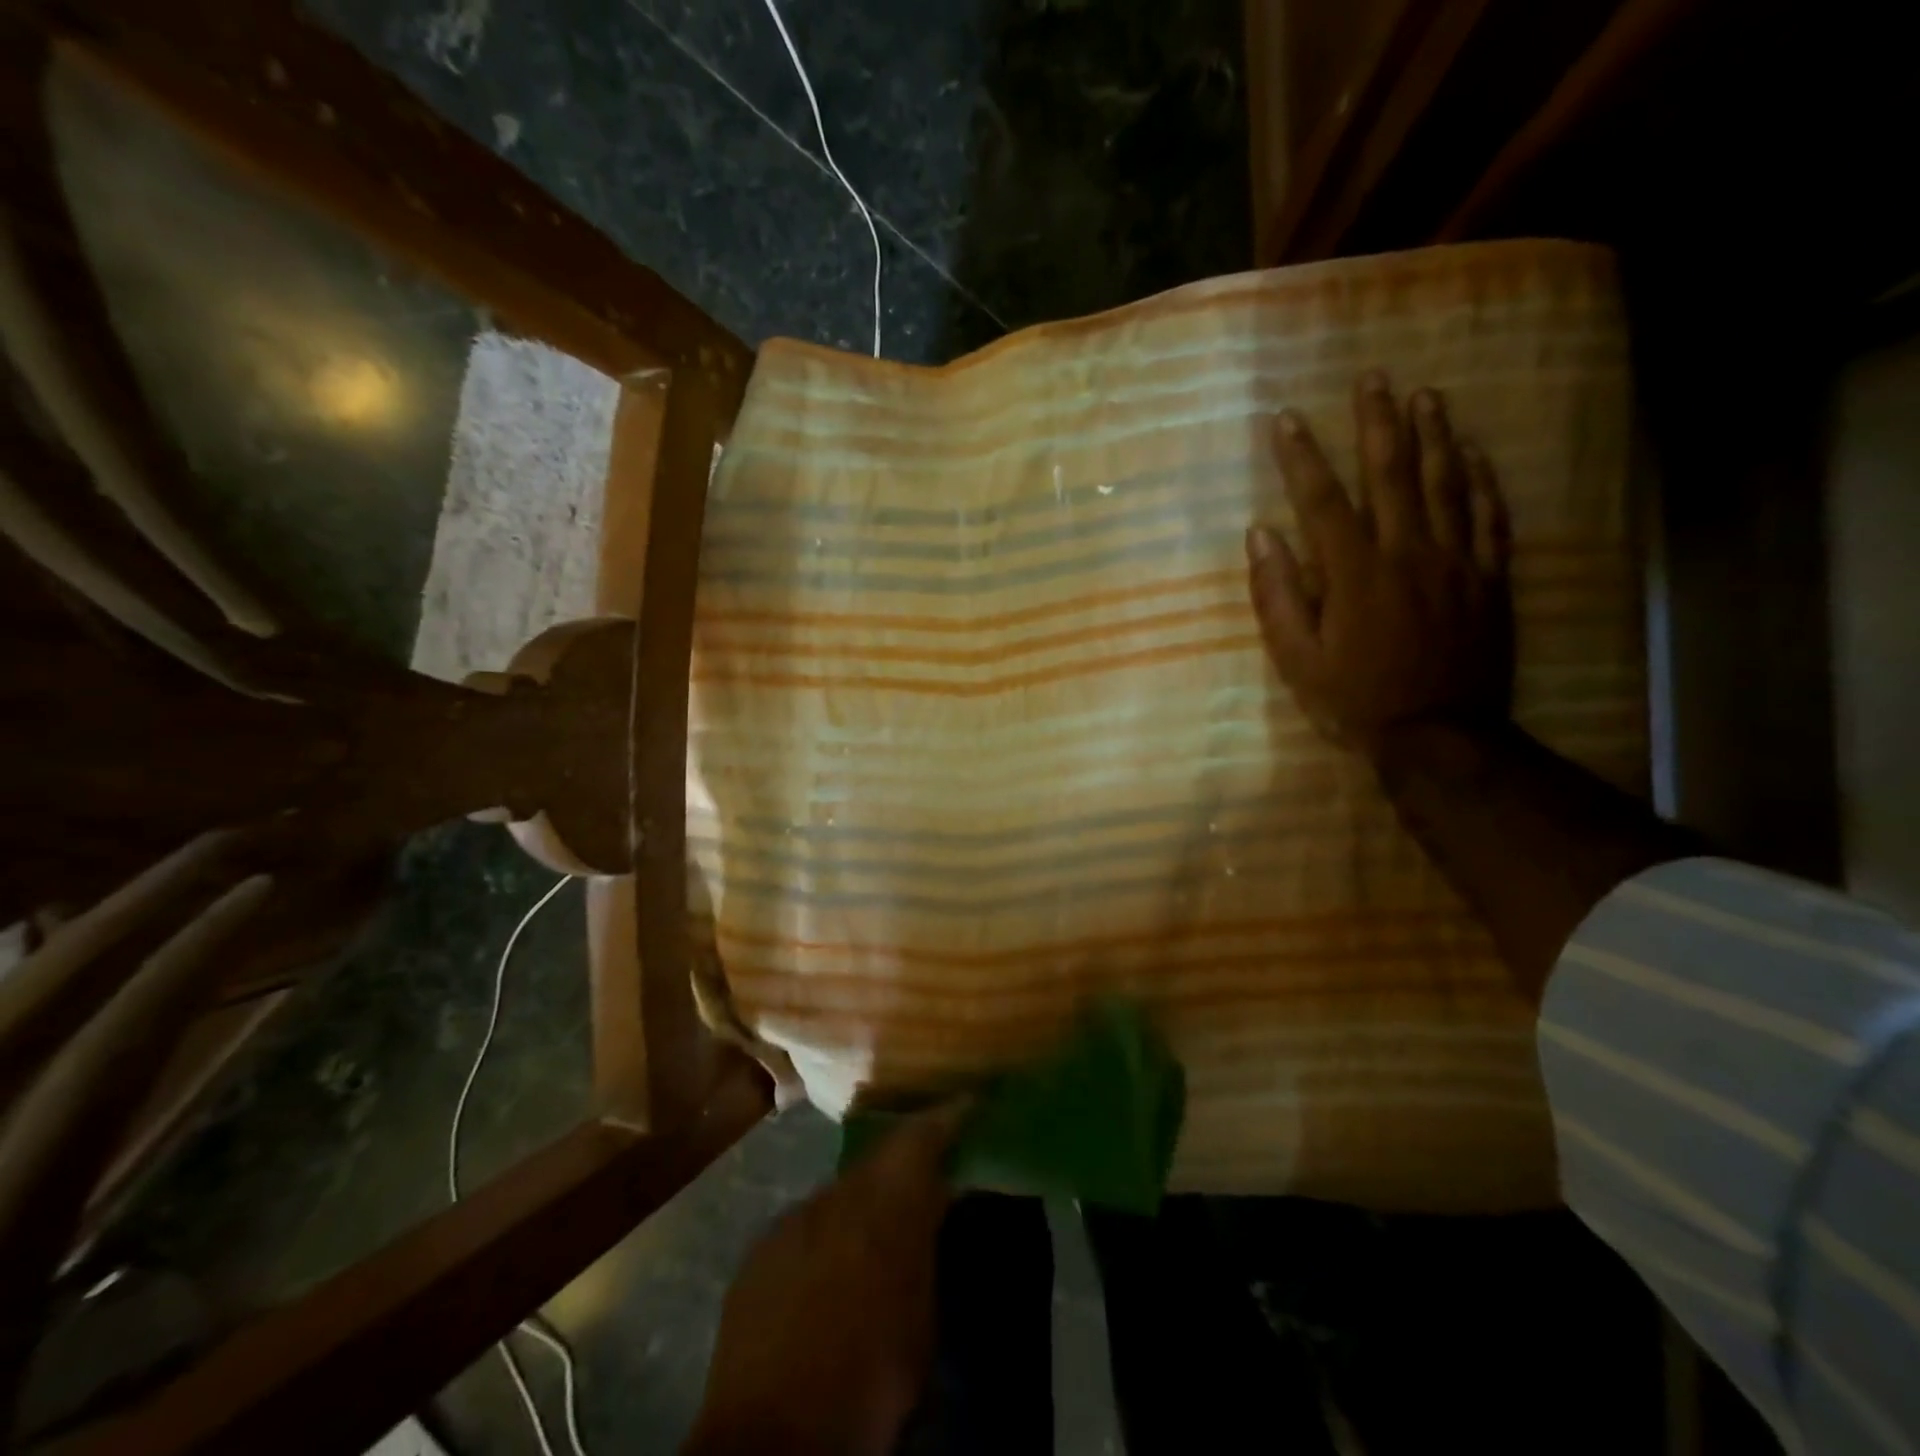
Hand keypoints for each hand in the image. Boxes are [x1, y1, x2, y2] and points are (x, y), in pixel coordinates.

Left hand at [684, 1105, 965, 1455]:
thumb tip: (938, 1203)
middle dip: (905, 1162)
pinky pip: (807, 1221)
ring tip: (879, 1230)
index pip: (919, 1138)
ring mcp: (792, 1217)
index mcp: (882, 1206)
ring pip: (840, 1190)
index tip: (970, 1103)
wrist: (771, 1440)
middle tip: (929, 1176)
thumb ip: (927, 1246)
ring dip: (864, 1200)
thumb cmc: (867, 1382)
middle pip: (878, 1159)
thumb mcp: (921, 1317)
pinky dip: (829, 1230)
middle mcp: (835, 1195)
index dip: (947, 1117)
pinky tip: (832, 1265)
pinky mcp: (759, 1247)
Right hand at [1246, 372, 1512, 756]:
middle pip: (1391, 473)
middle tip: (1372, 377)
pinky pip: (1488, 516)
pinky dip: (1481, 480)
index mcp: (1354, 572)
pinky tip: (1473, 452)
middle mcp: (1407, 552)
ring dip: (1433, 434)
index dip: (1301, 456)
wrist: (1437, 735)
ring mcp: (1455, 561)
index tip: (1286, 418)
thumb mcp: (1296, 658)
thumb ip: (1276, 595)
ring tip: (1424, 395)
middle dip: (1377, 422)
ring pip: (1445, 483)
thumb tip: (1260, 536)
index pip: (1322, 499)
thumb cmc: (1354, 699)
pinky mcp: (1489, 578)